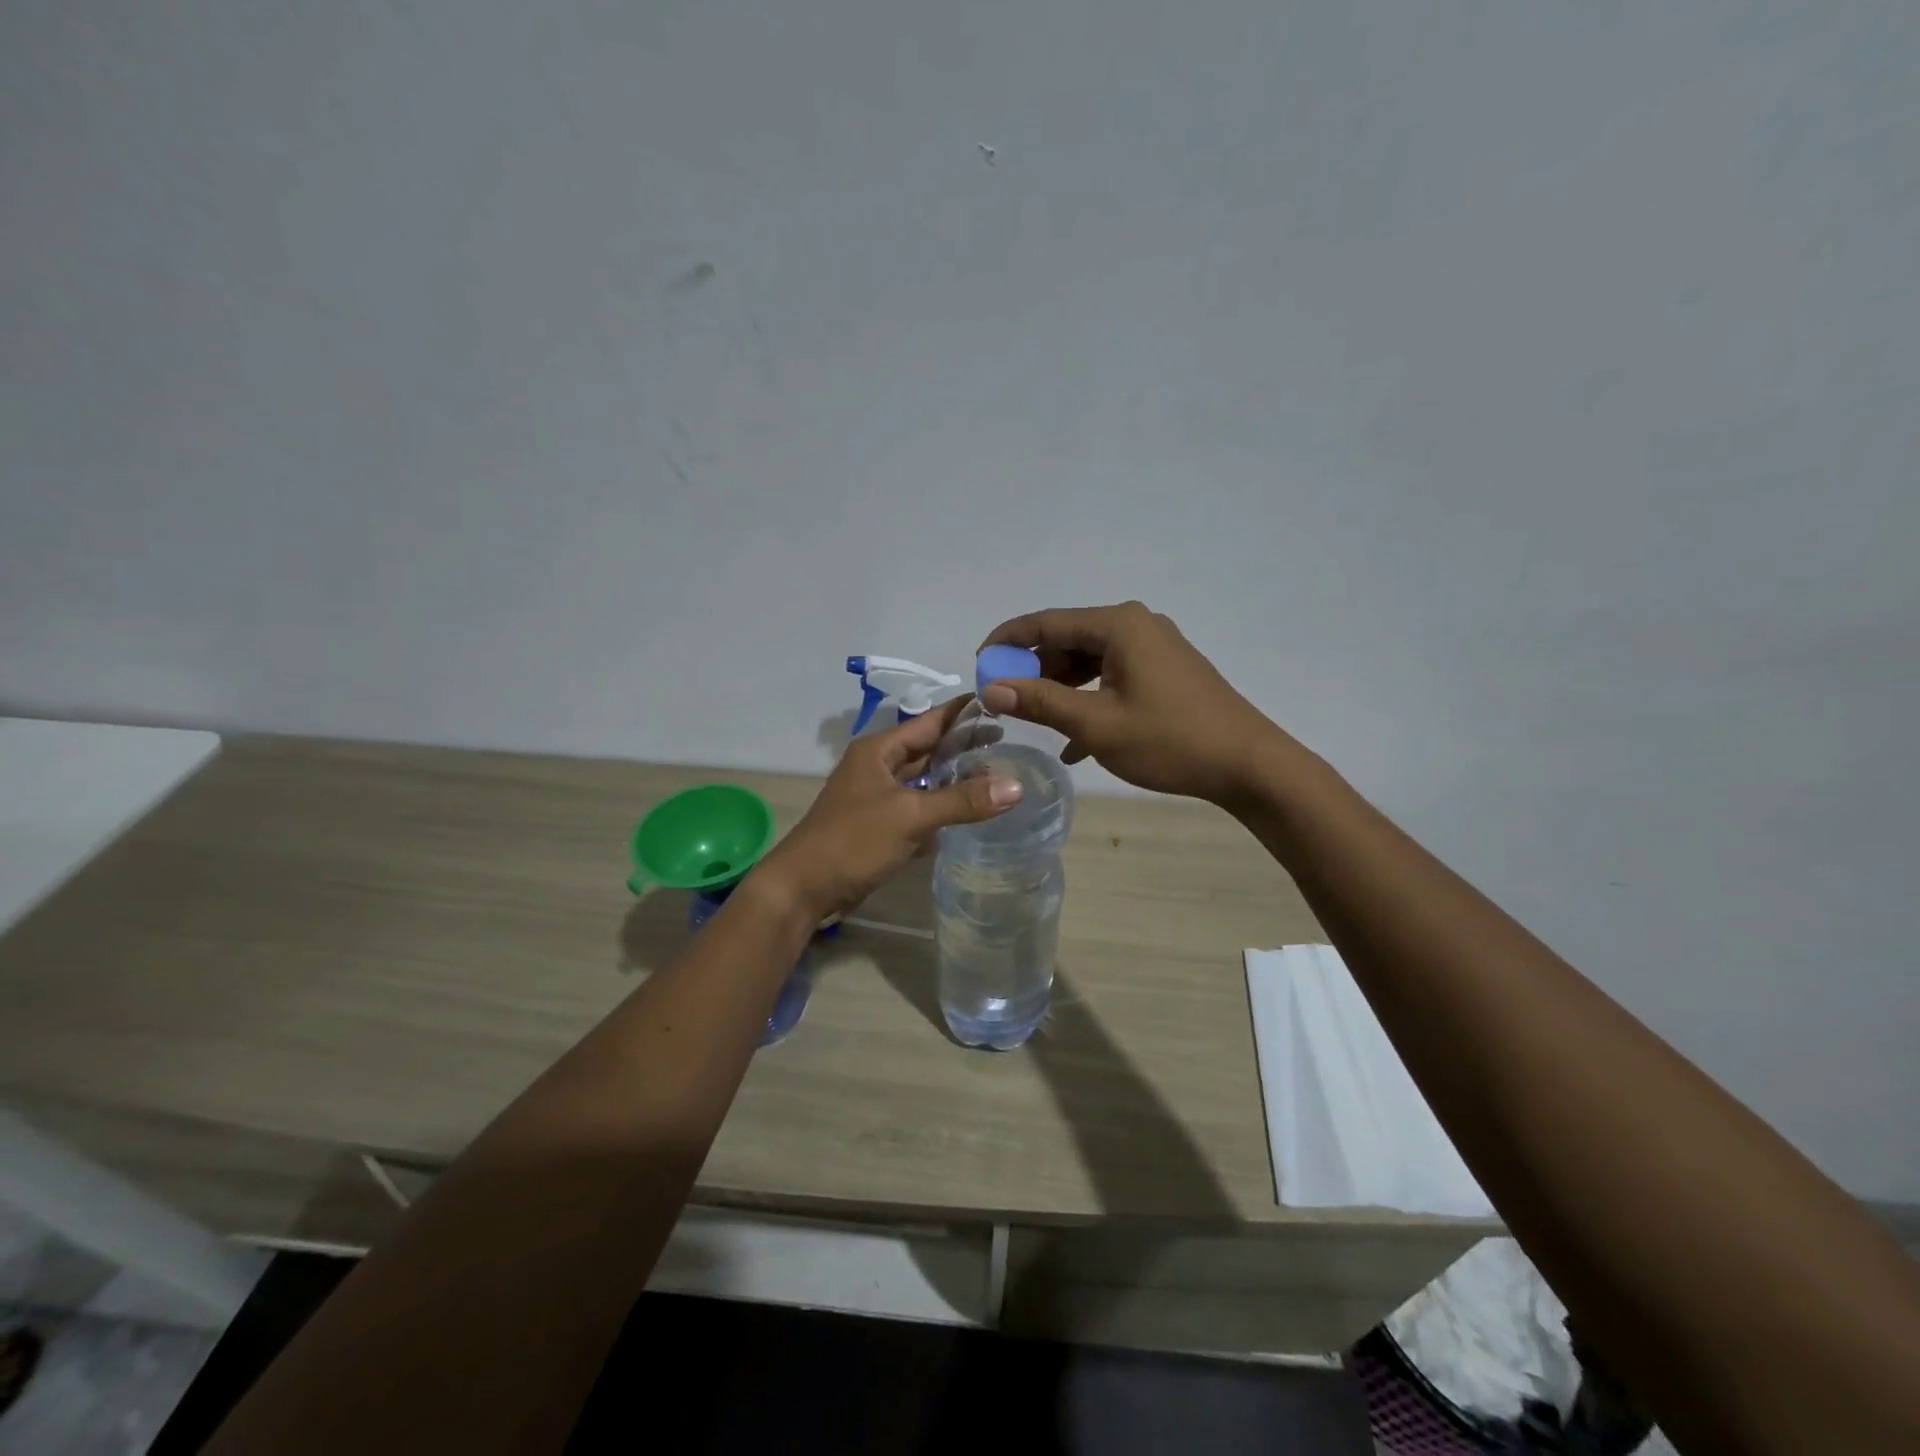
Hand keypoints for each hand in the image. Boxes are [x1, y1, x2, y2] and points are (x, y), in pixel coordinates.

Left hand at [752, 696, 1021, 919]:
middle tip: (1010, 743)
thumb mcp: (911, 815)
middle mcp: (878, 767)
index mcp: (879, 750)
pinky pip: (918, 808)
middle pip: (929, 750)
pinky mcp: (880, 826)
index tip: (1001, 702)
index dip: (964, 712)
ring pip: (924, 781)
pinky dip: (941, 808)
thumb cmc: (853, 840)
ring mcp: (878, 797)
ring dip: (955, 780)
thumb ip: (962, 800)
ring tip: (998, 775)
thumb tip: (1016, 786)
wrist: (804, 887)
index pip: (930, 721)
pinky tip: (969, 812)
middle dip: (964, 747)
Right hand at [979, 601, 1285, 805]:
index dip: (1007, 642)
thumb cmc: (1169, 740)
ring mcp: (1154, 647)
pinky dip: (1091, 700)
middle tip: (1007, 701)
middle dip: (1035, 670)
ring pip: (1090, 661)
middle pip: (1068, 640)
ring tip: (1039, 722)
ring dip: (1062, 690)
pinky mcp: (1166, 670)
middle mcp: (1136, 625)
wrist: (1248, 764)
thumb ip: (1041, 701)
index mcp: (1118, 625)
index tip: (979, 665)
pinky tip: (1076, 742)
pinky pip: (1114, 676)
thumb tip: (990, 687)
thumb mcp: (1097, 724)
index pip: (1046, 622)